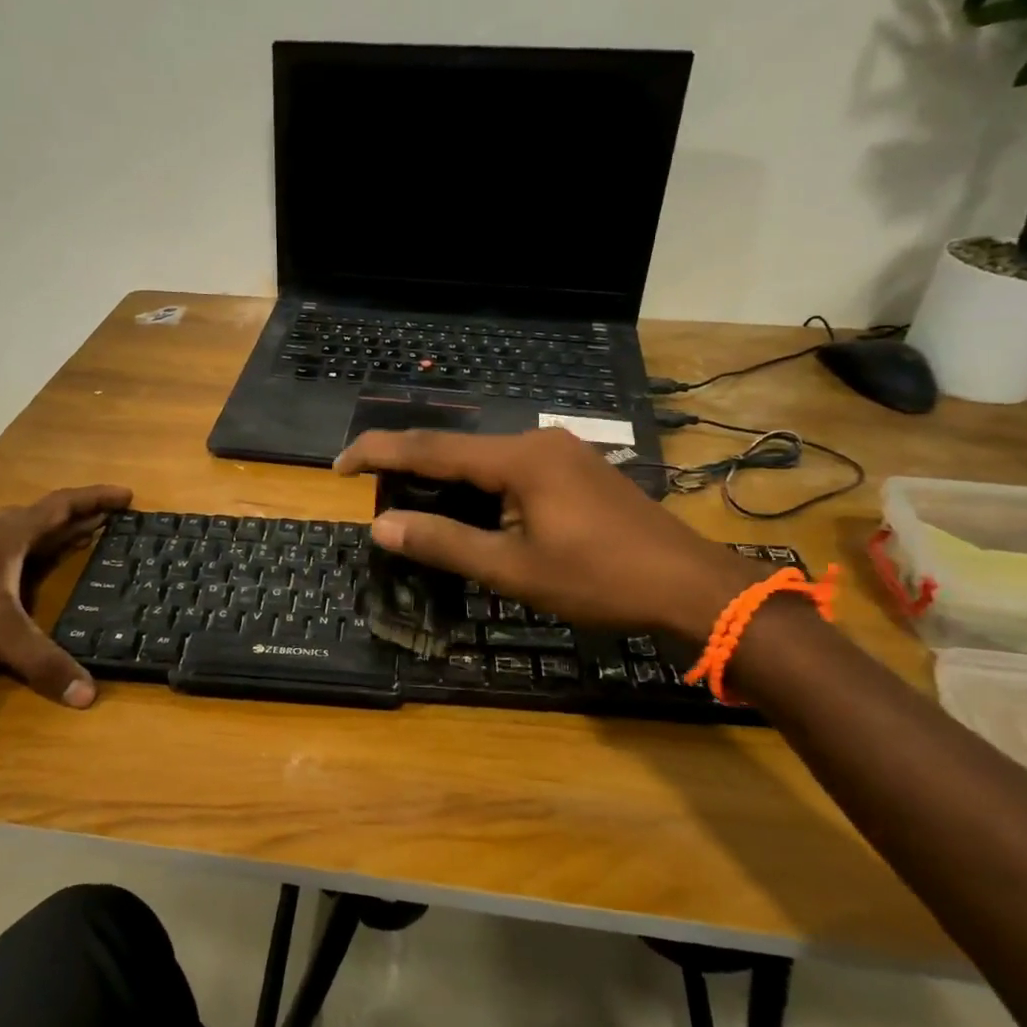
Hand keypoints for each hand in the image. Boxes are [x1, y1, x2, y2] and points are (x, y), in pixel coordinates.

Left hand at [0, 485, 131, 705]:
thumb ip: (41, 661)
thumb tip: (89, 695)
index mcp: (9, 536)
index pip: (62, 506)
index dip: (96, 499)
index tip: (127, 495)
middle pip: (45, 517)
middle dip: (82, 516)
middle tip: (113, 521)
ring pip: (23, 535)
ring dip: (55, 534)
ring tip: (80, 541)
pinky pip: (7, 555)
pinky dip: (31, 556)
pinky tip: (29, 576)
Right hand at [334, 429, 758, 638]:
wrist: (689, 586)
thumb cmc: (599, 580)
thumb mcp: (513, 569)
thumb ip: (444, 543)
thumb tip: (382, 525)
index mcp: (518, 458)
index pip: (430, 448)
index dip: (378, 453)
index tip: (337, 466)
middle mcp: (537, 441)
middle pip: (457, 451)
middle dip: (412, 473)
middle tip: (379, 503)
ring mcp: (562, 452)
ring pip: (485, 462)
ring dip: (449, 485)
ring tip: (420, 514)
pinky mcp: (577, 469)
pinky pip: (513, 471)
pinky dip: (482, 491)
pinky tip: (476, 516)